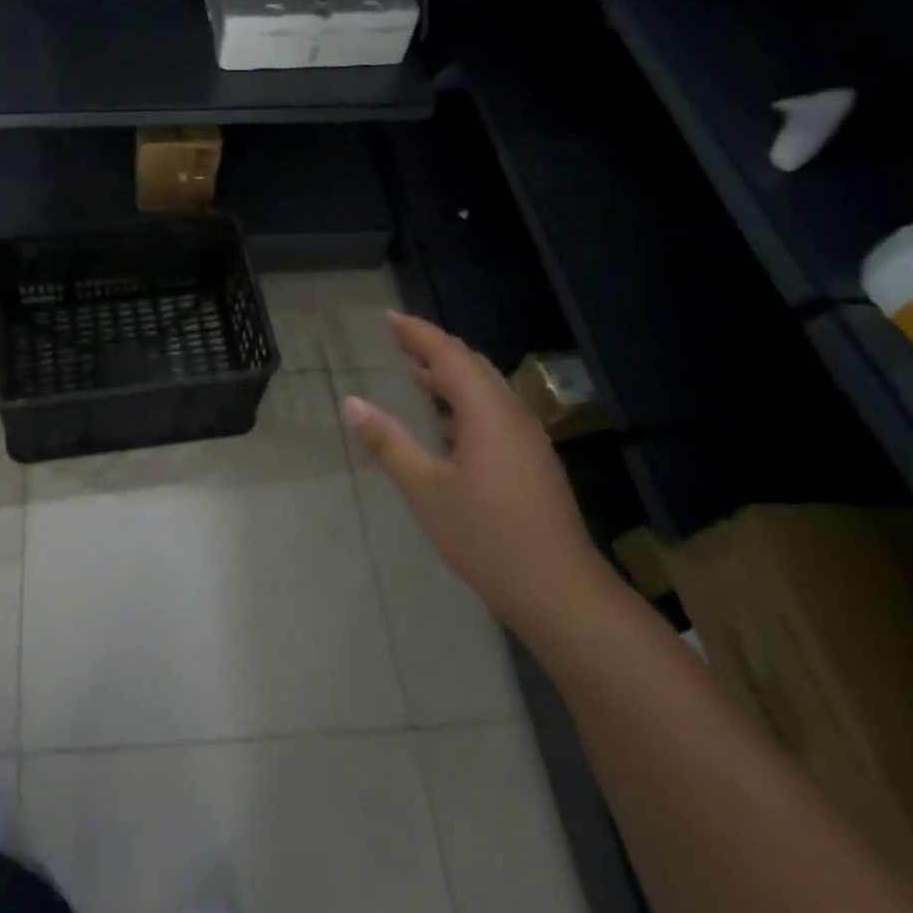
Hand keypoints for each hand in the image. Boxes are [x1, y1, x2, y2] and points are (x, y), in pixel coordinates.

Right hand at [341, 313, 612, 640]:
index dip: (418, 334)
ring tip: (415, 373)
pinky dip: (464, 402)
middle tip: (399, 340)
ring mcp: (527, 440)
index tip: (389, 318)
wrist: (561, 593)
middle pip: (472, 366)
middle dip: (435, 348)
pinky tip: (445, 423)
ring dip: (451, 375)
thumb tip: (351, 403)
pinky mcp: (532, 462)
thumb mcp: (426, 489)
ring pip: (486, 390)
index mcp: (488, 413)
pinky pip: (494, 412)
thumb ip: (388, 442)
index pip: (449, 356)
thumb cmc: (488, 537)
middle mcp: (512, 416)